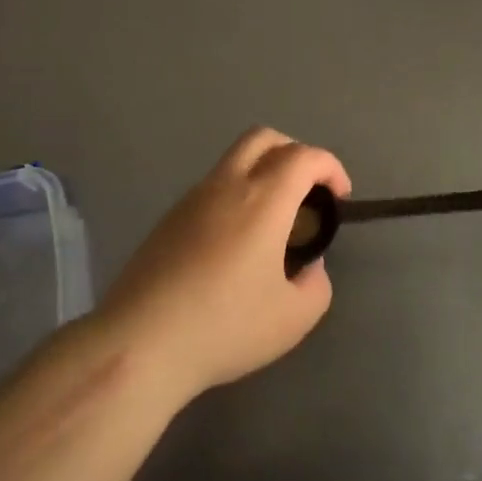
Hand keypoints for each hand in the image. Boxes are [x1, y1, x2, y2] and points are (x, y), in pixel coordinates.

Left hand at [98, 127, 350, 403]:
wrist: (141, 342)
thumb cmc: (225, 327)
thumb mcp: (293, 318)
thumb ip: (316, 284)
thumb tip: (308, 265)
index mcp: (263, 199)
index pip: (304, 156)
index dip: (330, 168)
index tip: (340, 198)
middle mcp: (226, 185)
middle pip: (264, 138)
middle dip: (295, 153)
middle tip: (307, 193)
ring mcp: (191, 198)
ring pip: (234, 160)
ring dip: (262, 173)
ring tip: (273, 222)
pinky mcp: (168, 219)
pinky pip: (212, 188)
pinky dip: (236, 195)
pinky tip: (235, 244)